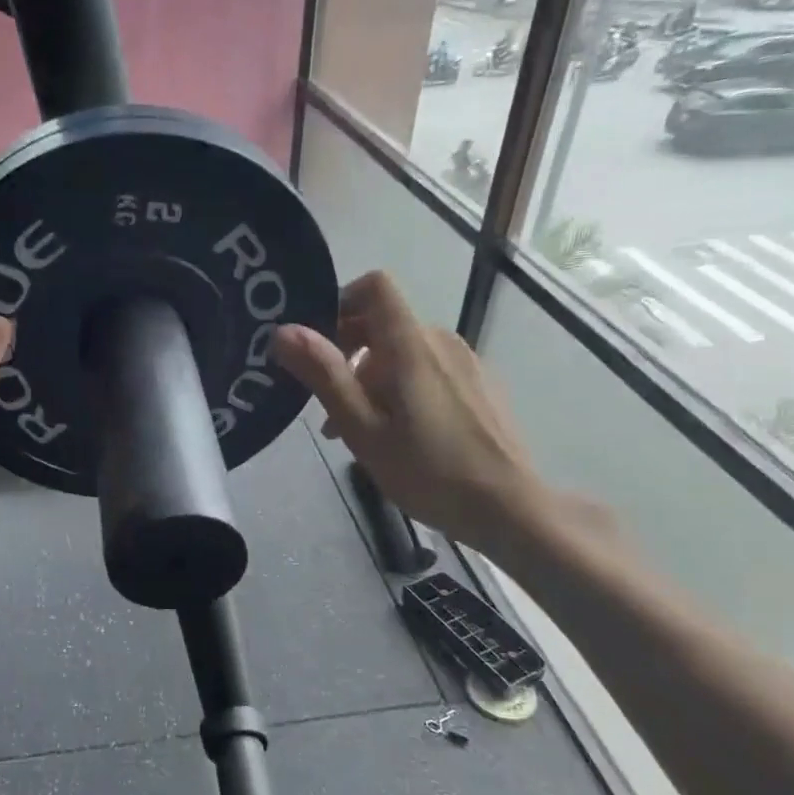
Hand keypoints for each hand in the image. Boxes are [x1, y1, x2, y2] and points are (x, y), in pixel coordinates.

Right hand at [272, 270, 554, 560]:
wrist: (510, 507)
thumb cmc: (428, 470)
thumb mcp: (362, 428)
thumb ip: (324, 375)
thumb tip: (283, 330)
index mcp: (411, 345)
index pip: (376, 287)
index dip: (342, 301)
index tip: (319, 343)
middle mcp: (441, 341)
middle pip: (384, 323)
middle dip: (348, 352)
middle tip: (329, 404)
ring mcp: (466, 362)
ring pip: (404, 350)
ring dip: (372, 376)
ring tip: (358, 429)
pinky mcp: (479, 384)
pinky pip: (429, 369)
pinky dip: (402, 386)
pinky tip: (398, 434)